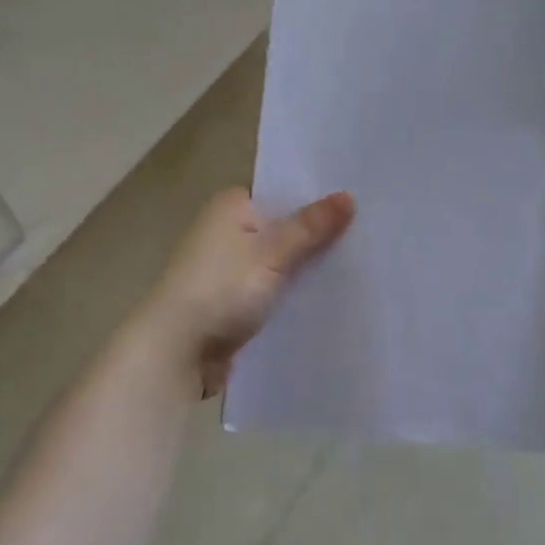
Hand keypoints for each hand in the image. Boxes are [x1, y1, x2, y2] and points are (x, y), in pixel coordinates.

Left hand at [144, 188, 354, 396]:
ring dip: (305, 269)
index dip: (316, 198)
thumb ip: (311, 226)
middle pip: (282, 229)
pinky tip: (327, 300)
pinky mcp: (232, 303)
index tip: (357, 204)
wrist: (175, 352)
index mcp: (230, 206)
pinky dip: (292, 295)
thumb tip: (348, 196)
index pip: (281, 192)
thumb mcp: (272, 253)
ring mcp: (227, 270)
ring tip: (359, 267)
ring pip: (279, 263)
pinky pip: (271, 292)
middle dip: (316, 237)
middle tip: (368, 236)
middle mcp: (225, 232)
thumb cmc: (220, 289)